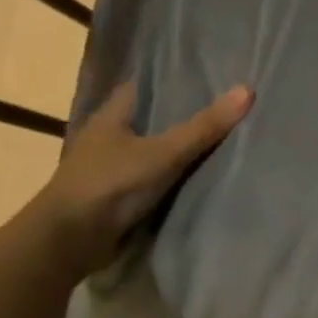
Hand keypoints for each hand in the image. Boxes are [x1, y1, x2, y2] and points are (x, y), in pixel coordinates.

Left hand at [35, 80, 252, 272]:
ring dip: (175, 149)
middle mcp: (107, 137)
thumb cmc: (111, 184)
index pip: (142, 87)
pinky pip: (150, 179)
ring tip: (219, 140)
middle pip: (149, 119)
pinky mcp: (115, 197)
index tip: (205, 77)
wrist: (70, 240)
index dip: (170, 80)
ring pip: (150, 150)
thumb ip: (204, 127)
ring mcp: (109, 169)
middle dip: (179, 116)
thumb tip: (247, 90)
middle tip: (222, 108)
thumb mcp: (164, 153)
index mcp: (110, 116)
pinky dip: (170, 177)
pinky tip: (198, 177)